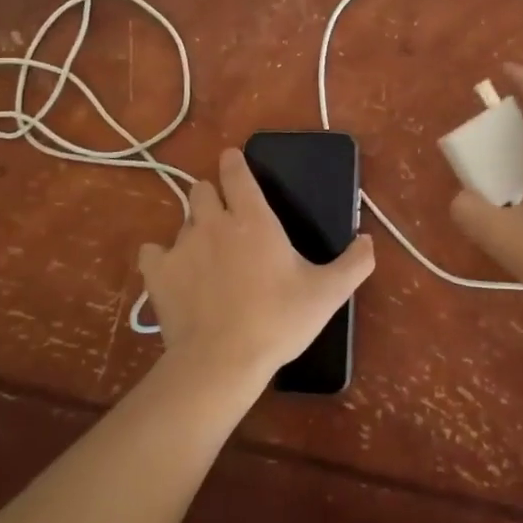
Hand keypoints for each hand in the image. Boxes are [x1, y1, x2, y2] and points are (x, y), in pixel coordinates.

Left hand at [138, 147, 374, 391]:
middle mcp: (214, 222)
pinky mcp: (158, 273)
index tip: (234, 161)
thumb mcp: (328, 293)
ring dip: (194, 227)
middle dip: (213, 195)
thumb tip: (369, 240)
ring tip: (206, 251)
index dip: (234, 162)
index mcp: (253, 218)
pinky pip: (153, 251)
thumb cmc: (278, 320)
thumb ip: (356, 263)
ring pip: (182, 219)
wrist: (222, 361)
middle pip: (202, 189)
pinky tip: (174, 271)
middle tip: (227, 217)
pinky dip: (162, 256)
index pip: (236, 172)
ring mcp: (181, 246)